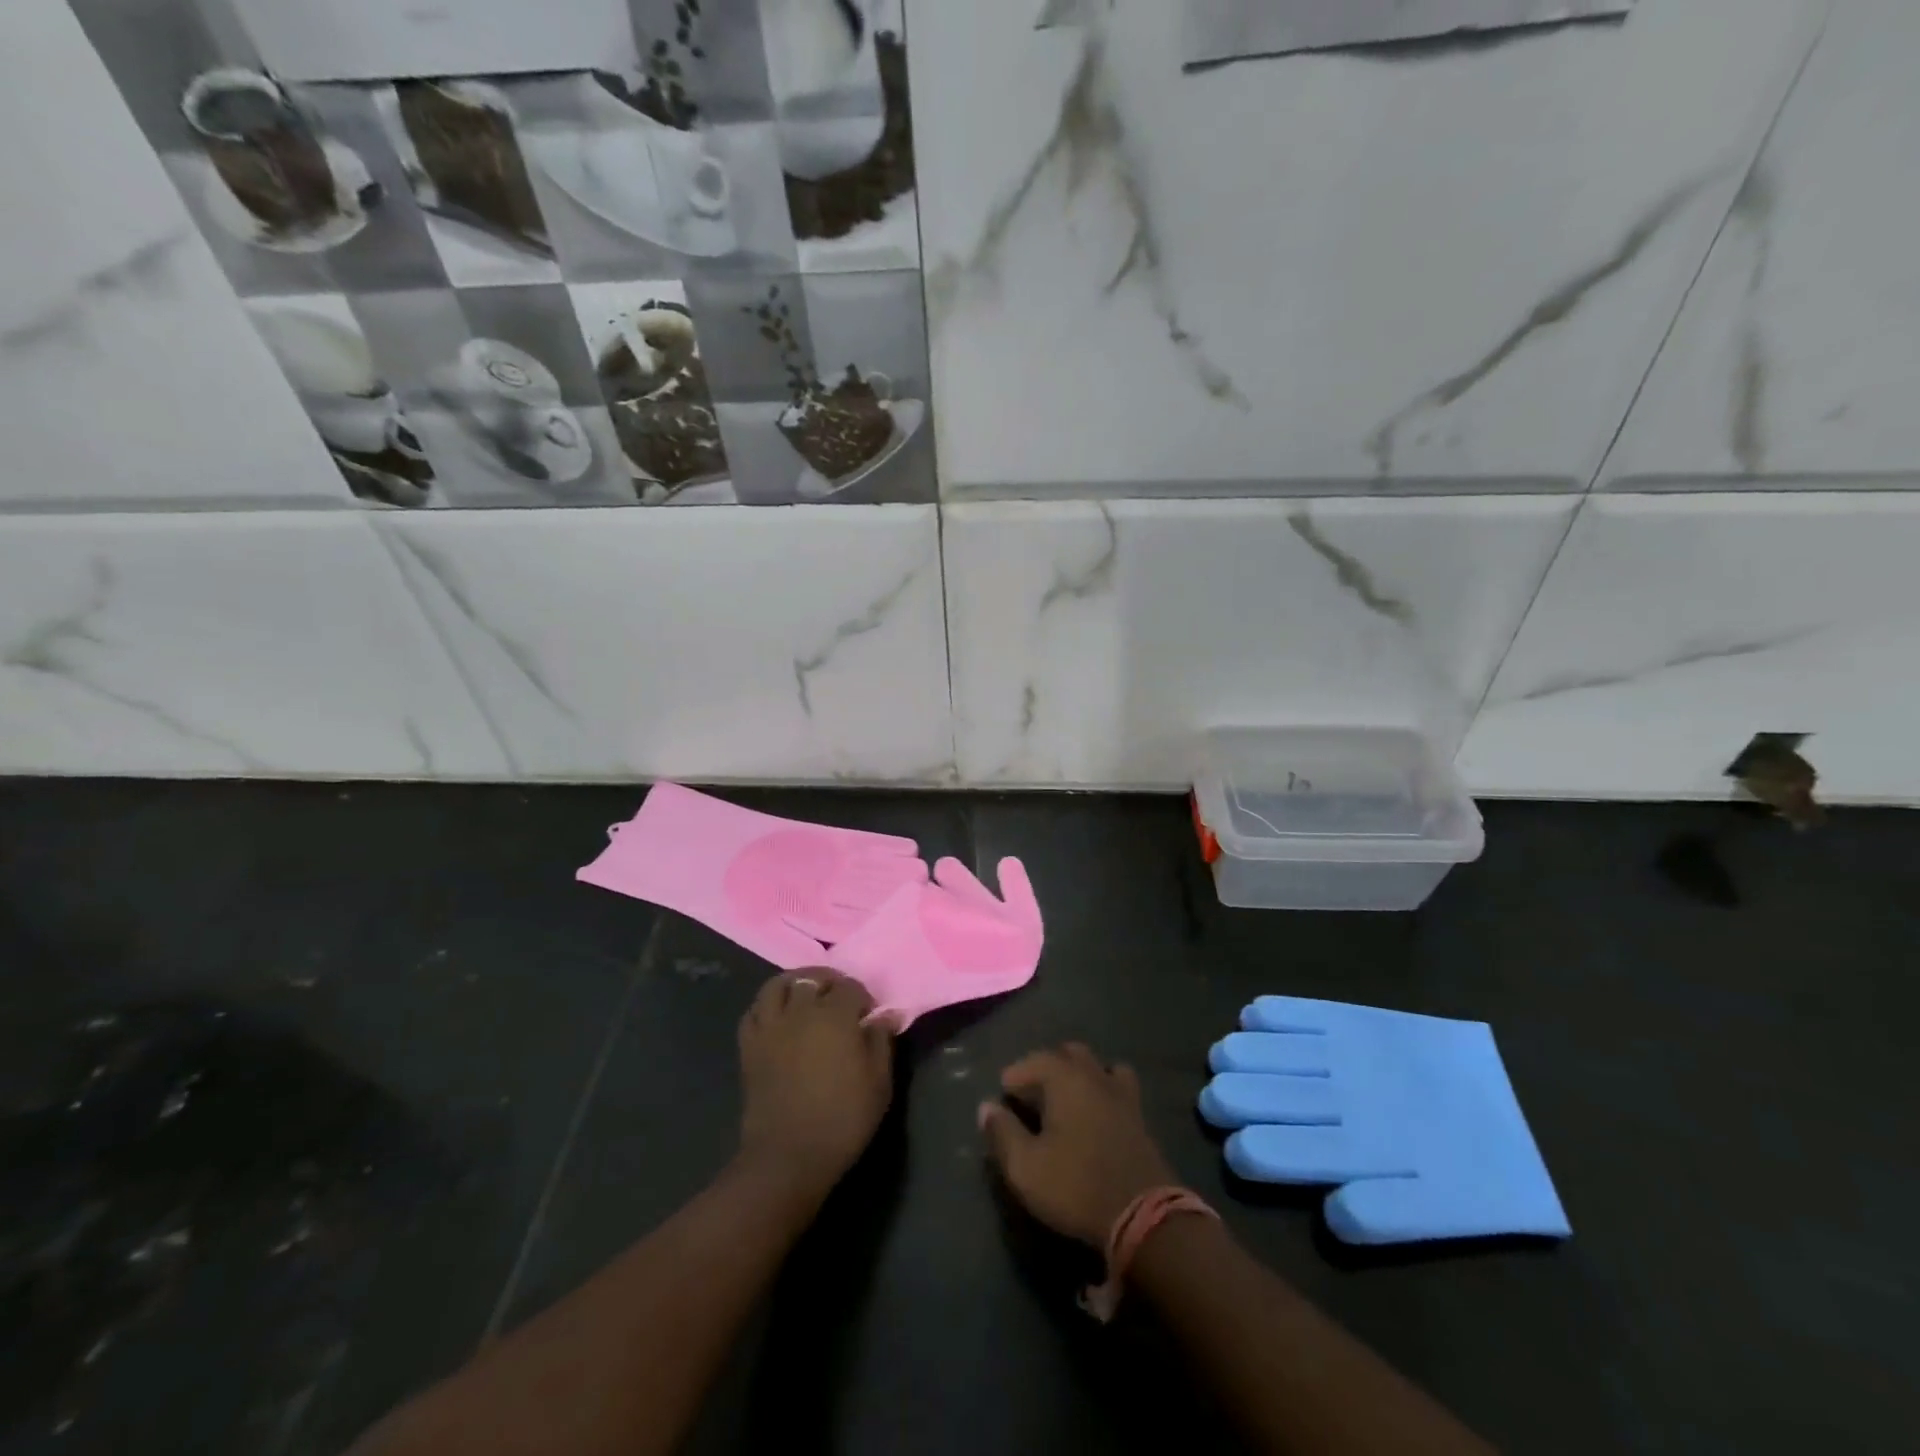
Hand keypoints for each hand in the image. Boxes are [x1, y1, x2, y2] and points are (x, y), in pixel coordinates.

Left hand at [738, 970, 894, 1201]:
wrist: (788, 1156)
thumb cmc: (842, 1119)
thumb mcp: (878, 1083)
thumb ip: (881, 1043)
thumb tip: (885, 1015)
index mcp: (835, 1016)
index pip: (850, 987)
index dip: (862, 996)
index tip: (869, 1015)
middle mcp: (800, 1012)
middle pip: (812, 979)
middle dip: (829, 983)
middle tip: (839, 999)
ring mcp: (770, 1027)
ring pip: (777, 985)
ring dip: (794, 983)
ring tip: (805, 995)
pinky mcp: (749, 1046)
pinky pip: (753, 1011)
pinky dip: (766, 1006)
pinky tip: (778, 1017)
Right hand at [979, 1043, 1176, 1247]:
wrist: (1143, 1215)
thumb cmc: (1076, 1186)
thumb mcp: (1026, 1167)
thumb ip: (1002, 1133)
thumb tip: (986, 1107)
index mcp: (1065, 1079)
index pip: (1034, 1060)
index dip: (1016, 1074)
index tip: (1003, 1092)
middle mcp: (1094, 1075)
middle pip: (1069, 1054)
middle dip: (1047, 1067)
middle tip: (1032, 1094)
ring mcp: (1122, 1093)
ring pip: (1097, 1066)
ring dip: (1079, 1074)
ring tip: (1066, 1098)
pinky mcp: (1140, 1116)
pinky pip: (1118, 1086)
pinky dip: (1103, 1089)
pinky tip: (1097, 1112)